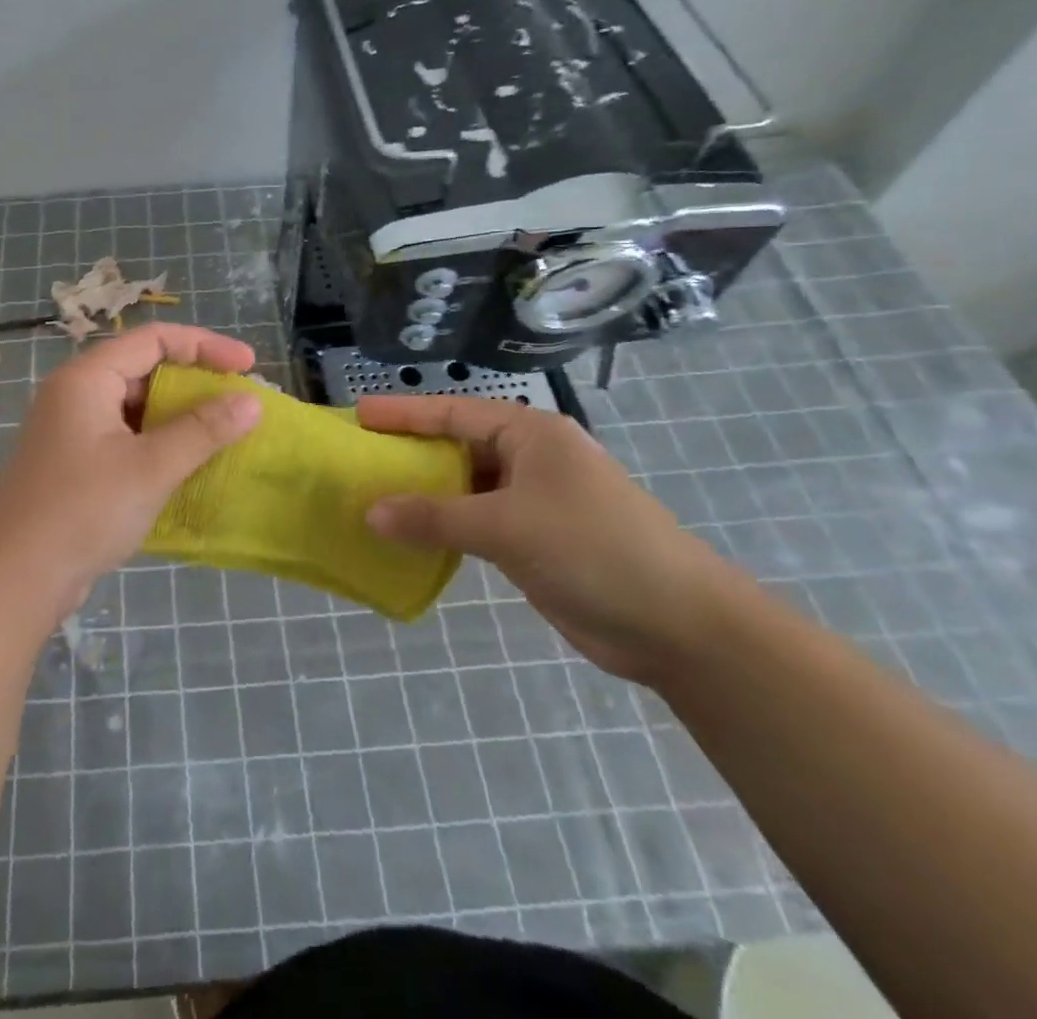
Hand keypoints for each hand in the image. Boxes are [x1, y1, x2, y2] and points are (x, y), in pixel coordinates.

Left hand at [0, 324, 261, 625]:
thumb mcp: (151, 467)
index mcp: (87, 378)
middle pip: (143, 368)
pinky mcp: (73, 463)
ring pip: (135, 406)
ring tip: (220, 433)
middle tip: (237, 401)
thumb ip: (203, 430)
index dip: (205, 345)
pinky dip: (158, 442)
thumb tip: (252, 402)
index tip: (247, 366)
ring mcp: (71, 430)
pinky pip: (125, 436)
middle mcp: (75, 394)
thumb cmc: (83, 511)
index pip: (154, 340)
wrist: (13, 580)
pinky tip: (186, 464)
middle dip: (193, 381)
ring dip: (178, 415)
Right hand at [357, 395, 741, 684]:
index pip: (452, 413)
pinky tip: (410, 534)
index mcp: (529, 434)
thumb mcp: (507, 527)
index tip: (358, 413)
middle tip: (358, 456)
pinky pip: (475, 521)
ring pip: (464, 486)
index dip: (403, 413)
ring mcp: (533, 500)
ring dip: (424, 493)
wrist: (678, 624)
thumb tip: (369, 513)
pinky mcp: (533, 538)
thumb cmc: (594, 549)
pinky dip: (443, 526)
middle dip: (409, 452)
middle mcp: (529, 458)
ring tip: (371, 495)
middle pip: (456, 446)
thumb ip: (435, 518)